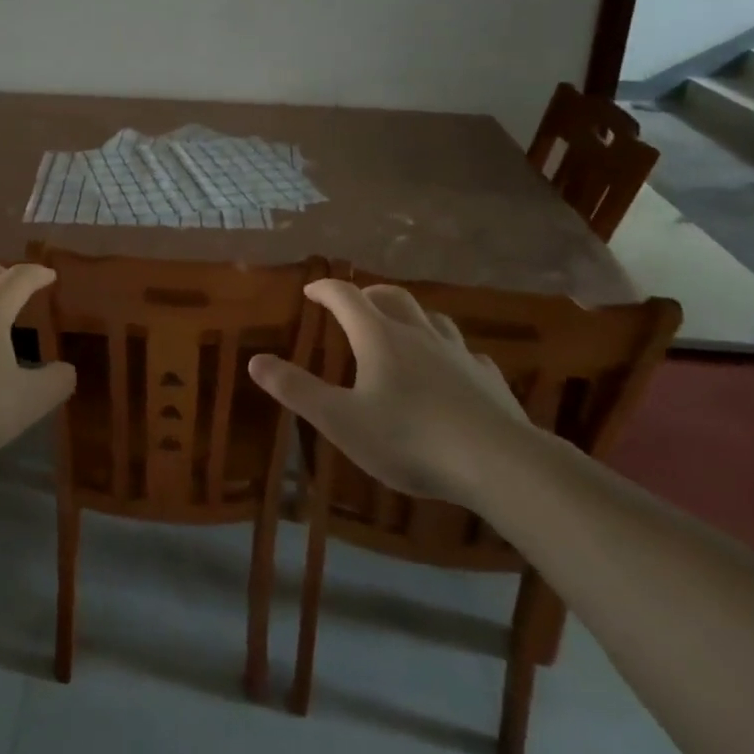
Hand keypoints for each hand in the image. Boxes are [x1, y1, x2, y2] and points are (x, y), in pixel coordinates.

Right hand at [248, 279, 529, 504]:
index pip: (346, 297)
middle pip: (391, 297)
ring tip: (402, 328)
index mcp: (379, 337)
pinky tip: (453, 369)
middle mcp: (418, 334)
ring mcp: (458, 354)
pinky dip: (449, 351)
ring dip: (411, 315)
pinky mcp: (488, 379)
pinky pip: (466, 353)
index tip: (311, 291)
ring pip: (432, 319)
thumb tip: (255, 361)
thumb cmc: (409, 439)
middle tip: (355, 303)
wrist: (498, 463)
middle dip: (368, 294)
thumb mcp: (340, 420)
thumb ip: (296, 390)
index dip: (325, 289)